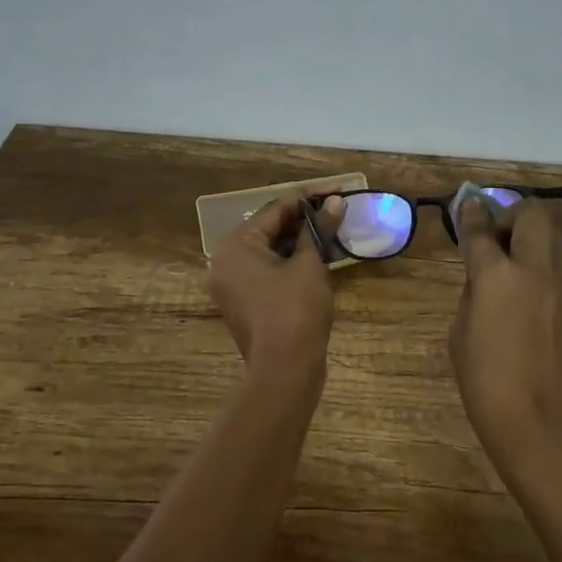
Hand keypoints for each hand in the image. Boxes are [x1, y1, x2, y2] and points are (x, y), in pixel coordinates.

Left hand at [208, 193, 341, 379]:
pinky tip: (318, 256)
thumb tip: (336, 202)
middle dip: (302, 220)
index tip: (334, 191)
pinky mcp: (244, 303)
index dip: (306, 199)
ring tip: (332, 231)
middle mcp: (225, 261)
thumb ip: (319, 230)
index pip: (273, 210)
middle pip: (268, 230)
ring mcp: (232, 285)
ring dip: (299, 241)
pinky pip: (267, 271)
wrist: (285, 370)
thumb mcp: (311, 265)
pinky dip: (290, 262)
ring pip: (268, 252)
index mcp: (235, 246)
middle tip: (335, 210)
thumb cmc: (296, 310)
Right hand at [449, 198, 561, 476]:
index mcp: (497, 277)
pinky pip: (557, 272)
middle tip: (497, 237)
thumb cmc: (485, 382)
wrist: (538, 424)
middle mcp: (534, 272)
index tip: (467, 203)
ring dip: (530, 242)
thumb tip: (484, 276)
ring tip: (511, 269)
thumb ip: (473, 294)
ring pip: (551, 242)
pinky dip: (540, 271)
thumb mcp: (460, 334)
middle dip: (513, 215)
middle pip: (532, 216)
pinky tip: (526, 300)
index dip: (471, 213)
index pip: (481, 230)